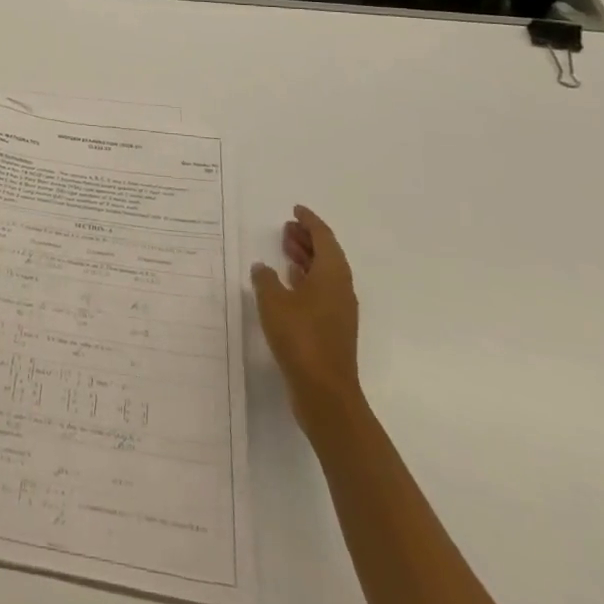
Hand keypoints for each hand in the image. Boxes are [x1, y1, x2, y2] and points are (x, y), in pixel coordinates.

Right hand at [250, 205, 360, 421]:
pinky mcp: (332, 329)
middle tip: (286, 227)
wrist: (325, 393)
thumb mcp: (273, 301)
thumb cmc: (301, 338)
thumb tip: (263, 268)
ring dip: (306, 258)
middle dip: (308, 238)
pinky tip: (287, 282)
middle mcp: (341, 289)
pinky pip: (321, 291)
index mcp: (332, 275)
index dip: (310, 221)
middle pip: (327, 254)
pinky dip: (305, 280)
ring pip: (324, 274)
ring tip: (284, 249)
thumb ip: (265, 279)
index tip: (296, 210)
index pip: (324, 237)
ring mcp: (339, 311)